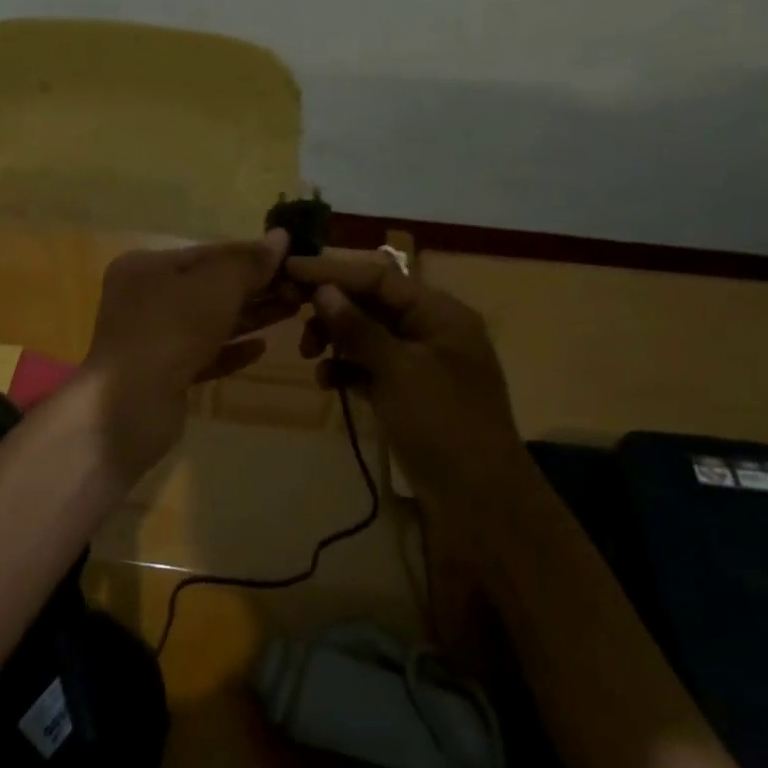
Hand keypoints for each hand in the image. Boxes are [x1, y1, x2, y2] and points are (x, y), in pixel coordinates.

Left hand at [84, 230, 296, 478]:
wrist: (131, 405)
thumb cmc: (171, 329)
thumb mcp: (215, 286)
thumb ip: (248, 262)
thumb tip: (281, 237)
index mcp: (145, 266)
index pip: (206, 253)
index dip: (250, 255)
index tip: (291, 259)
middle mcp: (142, 298)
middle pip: (207, 287)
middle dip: (253, 288)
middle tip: (300, 289)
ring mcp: (150, 339)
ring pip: (207, 322)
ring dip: (248, 317)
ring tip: (292, 311)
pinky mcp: (161, 375)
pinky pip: (202, 355)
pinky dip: (230, 350)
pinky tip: (262, 348)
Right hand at [286, 253, 522, 504]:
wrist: (479, 499)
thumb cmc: (443, 424)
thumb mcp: (398, 371)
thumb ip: (358, 328)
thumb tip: (323, 290)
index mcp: (440, 314)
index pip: (379, 277)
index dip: (333, 270)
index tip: (289, 268)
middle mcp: (430, 330)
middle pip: (370, 302)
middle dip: (331, 307)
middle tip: (290, 312)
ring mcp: (418, 362)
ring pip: (366, 334)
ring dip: (334, 338)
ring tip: (308, 355)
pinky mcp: (406, 391)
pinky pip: (368, 366)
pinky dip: (346, 368)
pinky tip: (327, 382)